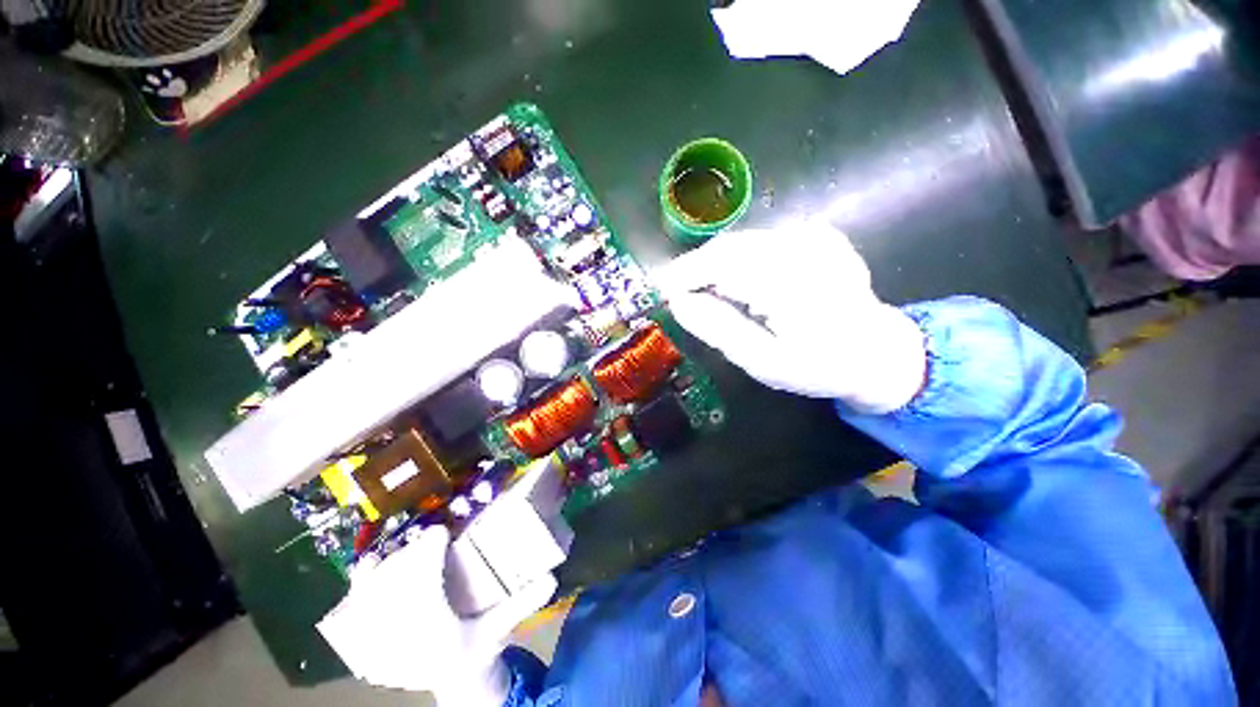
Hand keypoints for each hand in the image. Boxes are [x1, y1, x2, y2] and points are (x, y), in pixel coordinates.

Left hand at [318, 526, 556, 704]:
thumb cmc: (471, 656)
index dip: (432, 544)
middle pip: (400, 567)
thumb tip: (550, 578)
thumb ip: (519, 605)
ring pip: (378, 575)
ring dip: (394, 561)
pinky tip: (372, 567)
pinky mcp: (368, 623)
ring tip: (410, 557)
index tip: (442, 533)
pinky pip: (359, 591)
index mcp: (430, 611)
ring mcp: (378, 617)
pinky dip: (365, 576)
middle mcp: (397, 611)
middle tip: (433, 545)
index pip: (424, 566)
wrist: (450, 684)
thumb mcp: (496, 632)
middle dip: (416, 553)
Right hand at [654, 221, 925, 413]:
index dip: (684, 272)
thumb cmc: (820, 365)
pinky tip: (766, 284)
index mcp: (786, 281)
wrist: (876, 352)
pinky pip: (774, 238)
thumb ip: (721, 329)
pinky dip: (758, 256)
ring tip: (726, 295)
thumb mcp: (767, 362)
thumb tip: (678, 301)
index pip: (718, 262)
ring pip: (751, 239)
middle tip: (688, 295)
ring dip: (730, 262)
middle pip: (732, 245)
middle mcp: (801, 248)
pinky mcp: (823, 235)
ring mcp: (815, 237)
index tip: (662, 289)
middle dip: (704, 267)